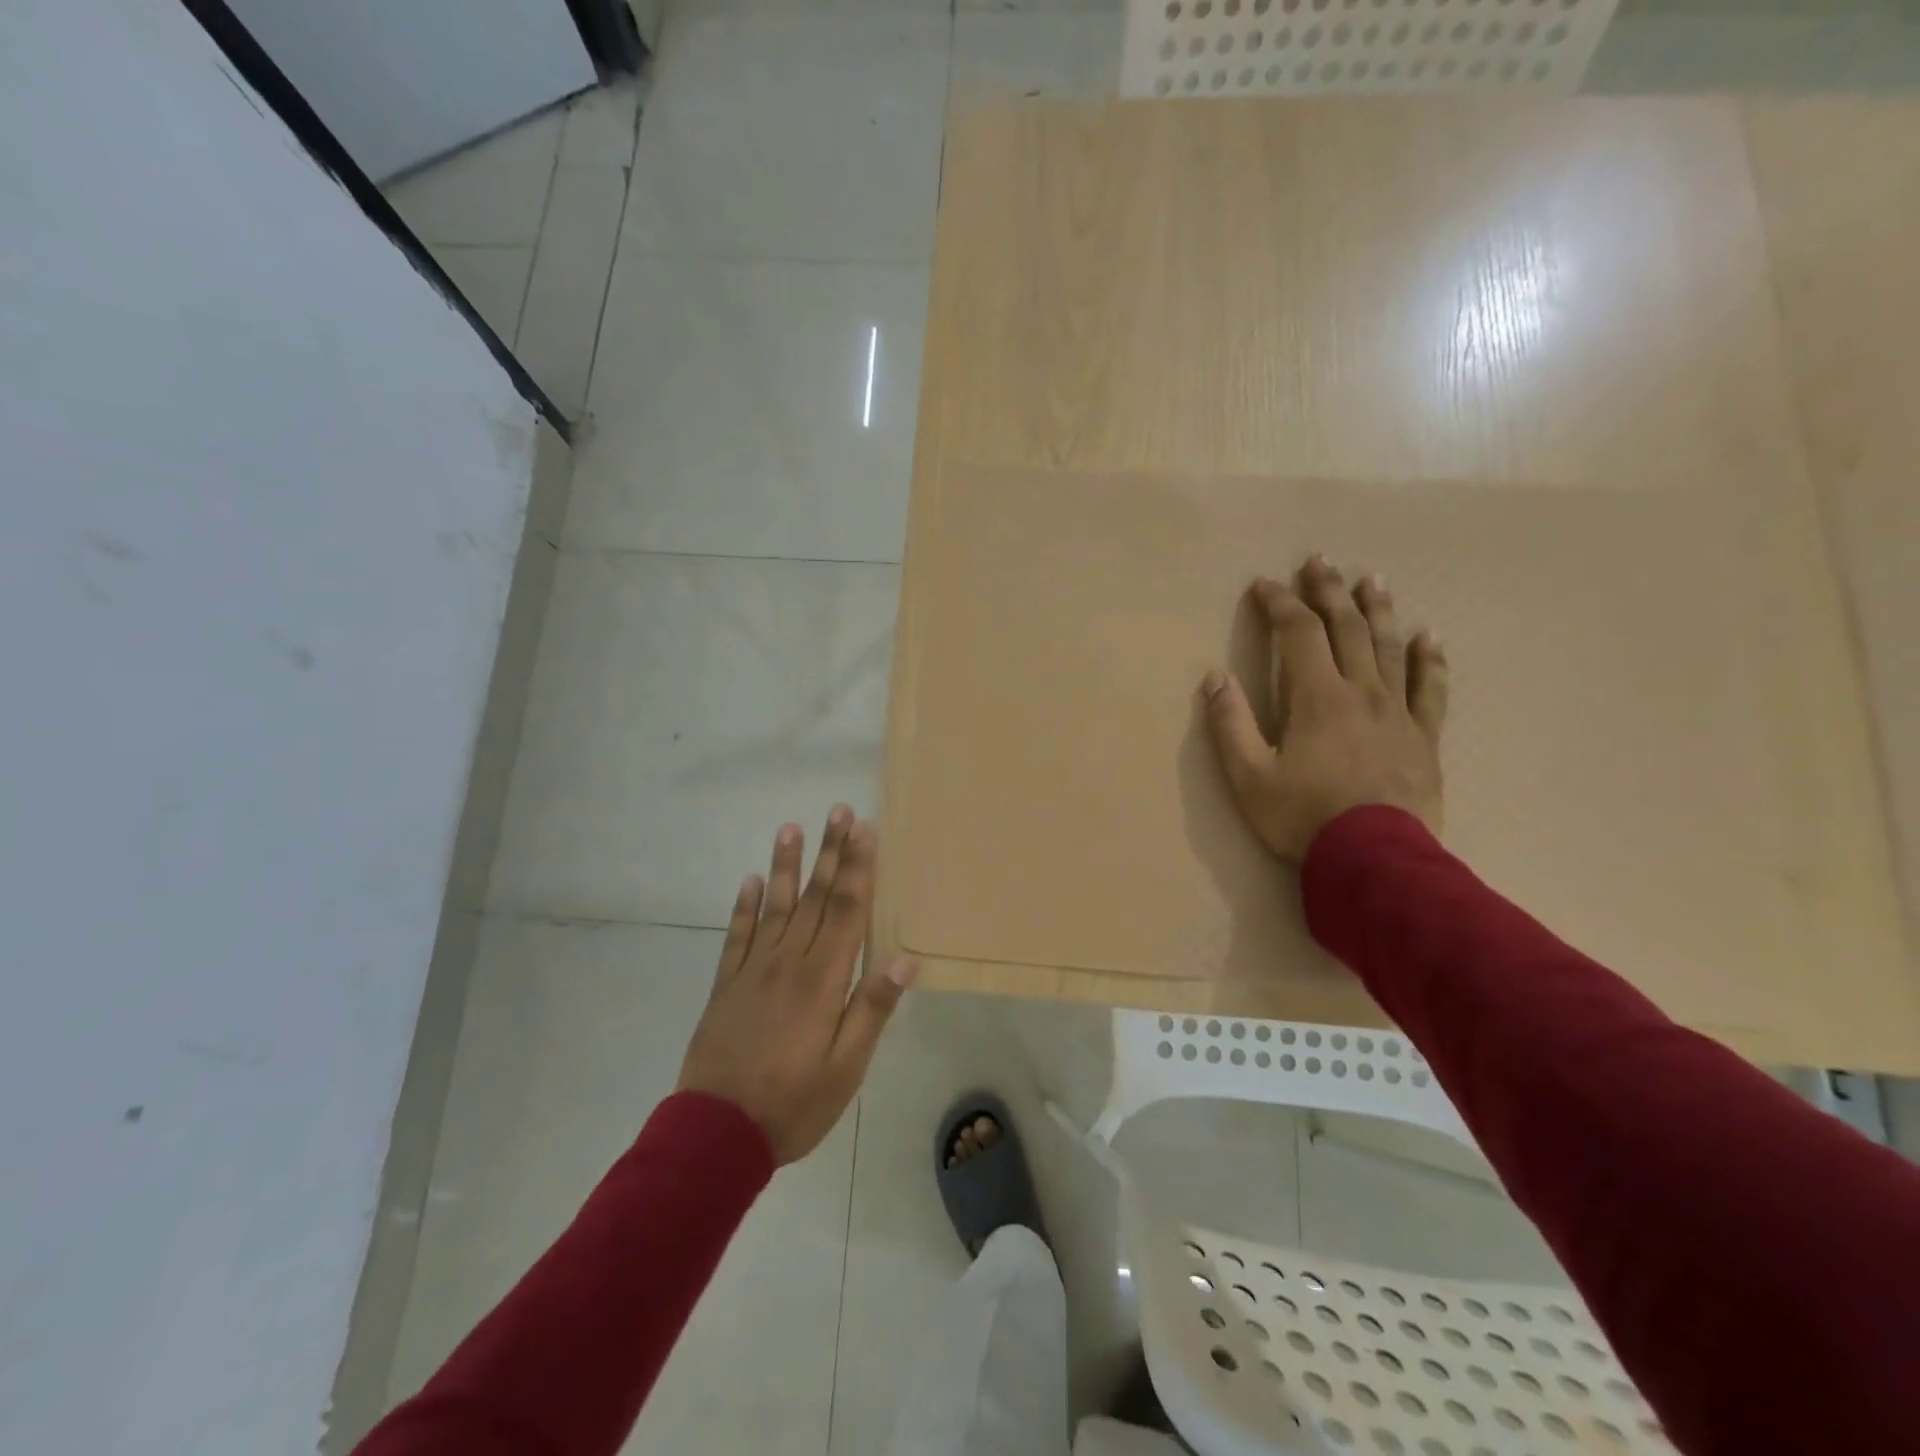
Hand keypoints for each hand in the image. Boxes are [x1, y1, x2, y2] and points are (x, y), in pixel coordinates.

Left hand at [677, 807, 915, 1163]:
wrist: (716, 1134)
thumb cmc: (794, 1102)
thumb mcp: (846, 1067)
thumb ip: (872, 1009)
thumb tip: (902, 959)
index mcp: (822, 979)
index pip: (846, 910)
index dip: (858, 868)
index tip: (864, 830)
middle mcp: (789, 962)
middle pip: (815, 897)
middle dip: (830, 852)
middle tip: (838, 811)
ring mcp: (753, 970)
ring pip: (775, 906)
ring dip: (786, 866)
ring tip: (790, 828)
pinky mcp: (726, 985)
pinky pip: (737, 936)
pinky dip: (743, 907)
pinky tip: (750, 881)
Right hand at [1201, 555, 1447, 862]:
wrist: (1376, 859)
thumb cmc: (1303, 818)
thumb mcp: (1248, 777)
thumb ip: (1230, 724)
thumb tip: (1215, 677)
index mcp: (1316, 697)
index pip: (1298, 633)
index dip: (1279, 603)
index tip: (1263, 584)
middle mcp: (1360, 691)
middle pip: (1347, 628)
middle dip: (1328, 591)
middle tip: (1319, 561)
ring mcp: (1397, 711)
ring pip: (1390, 647)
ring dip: (1378, 609)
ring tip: (1371, 580)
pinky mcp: (1423, 736)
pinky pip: (1430, 687)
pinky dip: (1429, 659)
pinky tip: (1430, 636)